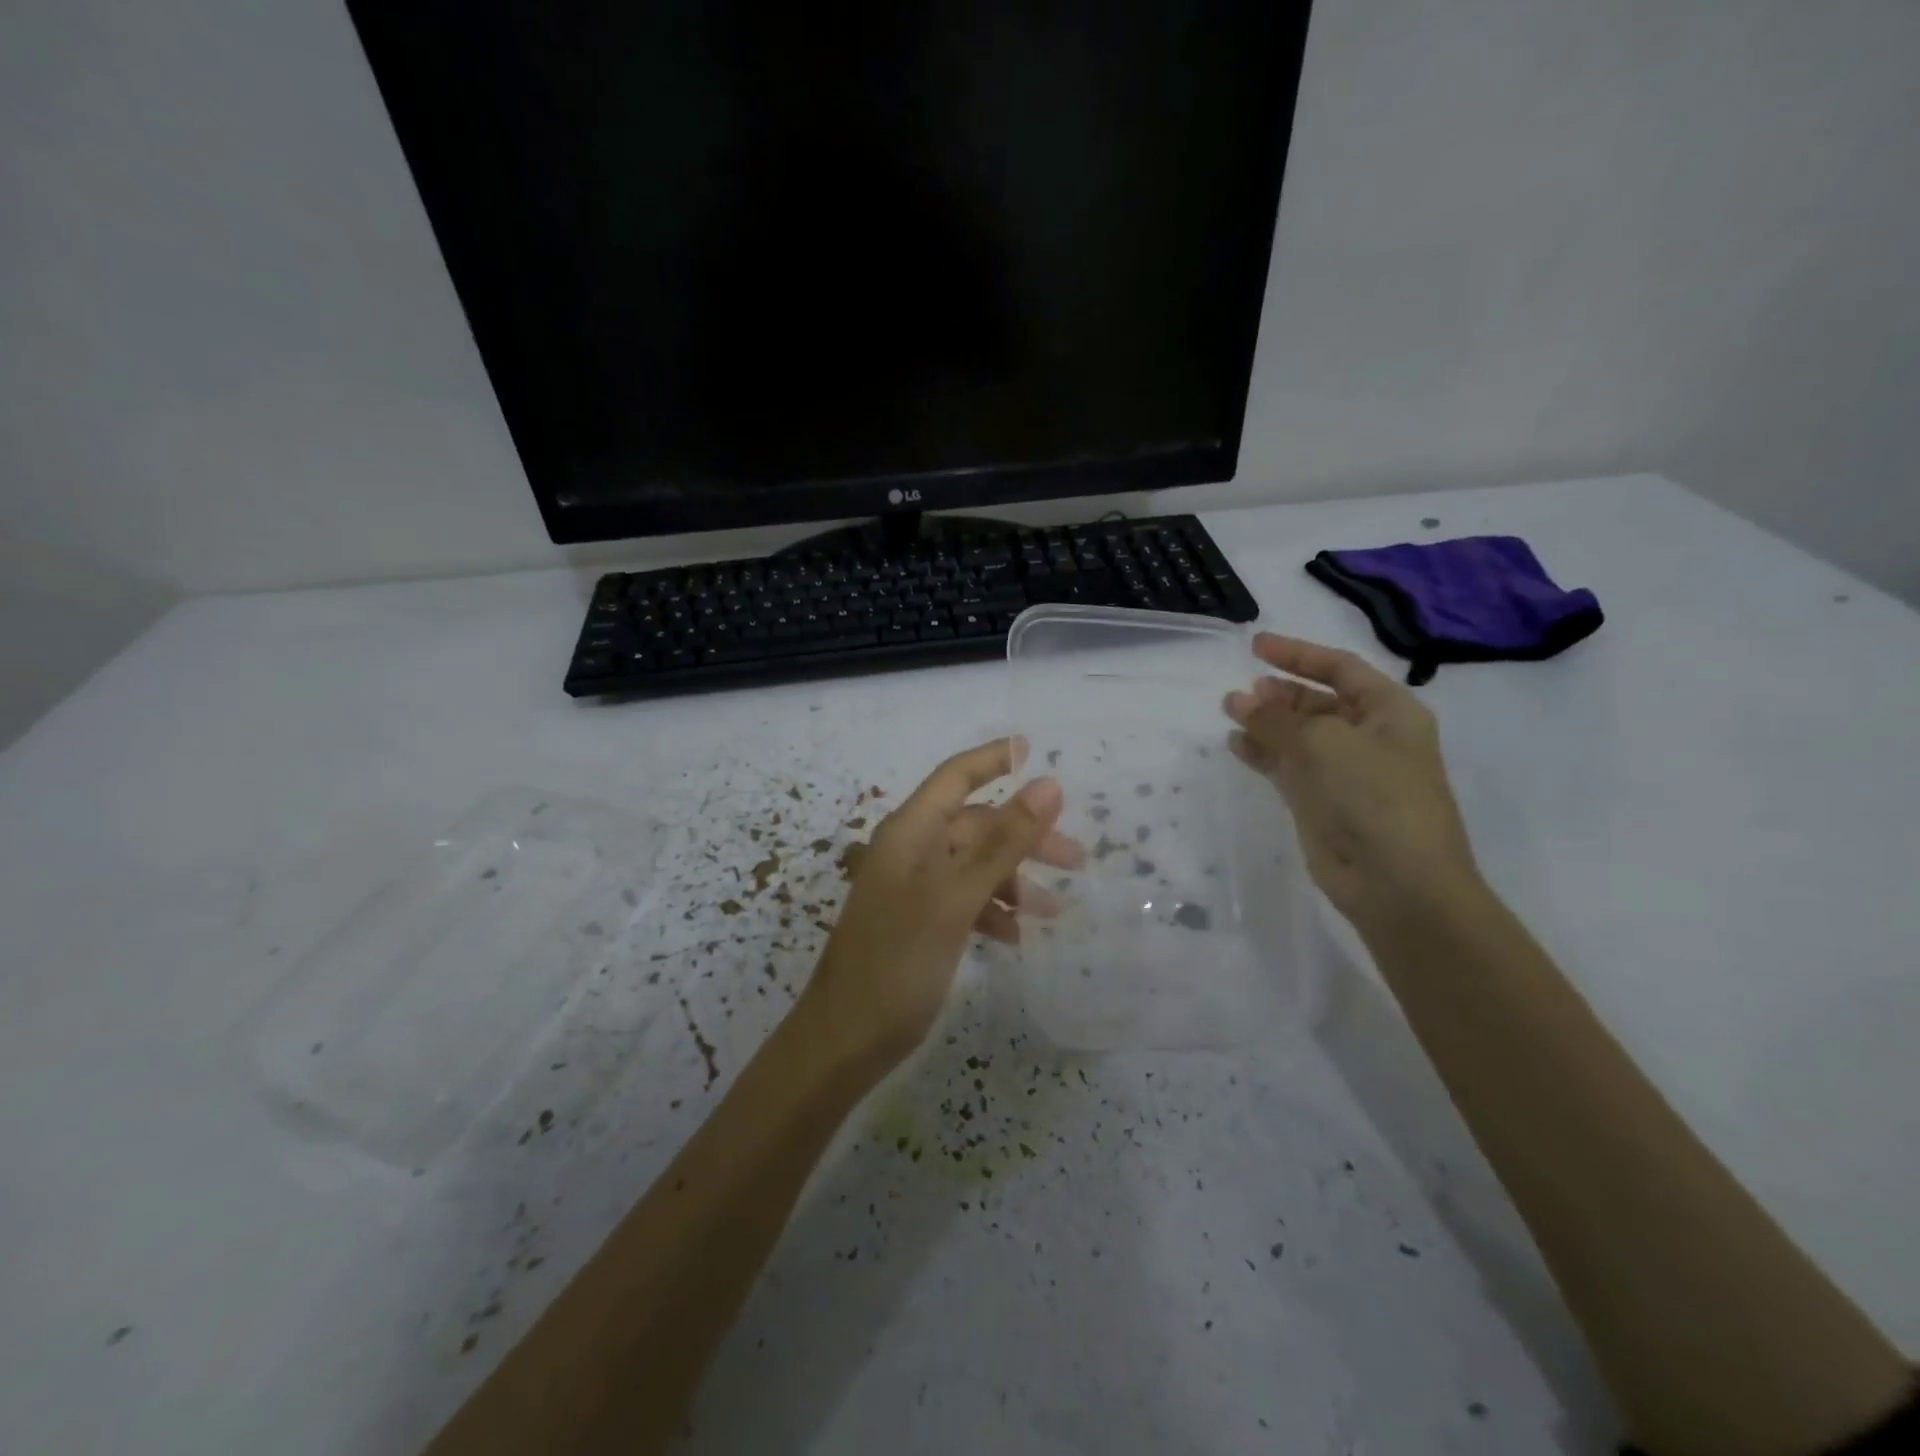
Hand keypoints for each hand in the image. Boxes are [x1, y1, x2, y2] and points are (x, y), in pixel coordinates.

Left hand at [803, 739, 1082, 1070]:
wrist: (844, 1041)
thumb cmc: (897, 962)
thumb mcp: (955, 898)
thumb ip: (1002, 842)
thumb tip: (1048, 785)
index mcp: (909, 833)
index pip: (955, 777)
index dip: (992, 759)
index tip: (1032, 749)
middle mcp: (910, 851)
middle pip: (975, 826)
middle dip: (1024, 837)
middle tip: (1076, 860)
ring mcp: (912, 888)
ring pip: (974, 866)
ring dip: (1014, 880)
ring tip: (1056, 909)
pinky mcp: (918, 922)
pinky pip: (964, 900)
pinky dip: (992, 911)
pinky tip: (1016, 936)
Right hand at [1224, 633, 1478, 929]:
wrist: (1397, 882)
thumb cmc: (1374, 796)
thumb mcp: (1325, 744)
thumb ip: (1277, 719)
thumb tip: (1239, 700)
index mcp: (1390, 712)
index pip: (1341, 668)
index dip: (1299, 654)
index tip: (1256, 646)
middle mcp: (1369, 737)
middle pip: (1318, 702)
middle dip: (1279, 693)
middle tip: (1241, 692)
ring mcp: (1344, 772)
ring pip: (1298, 735)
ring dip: (1266, 722)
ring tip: (1230, 713)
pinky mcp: (1321, 802)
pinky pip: (1287, 766)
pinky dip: (1263, 753)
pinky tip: (1236, 745)